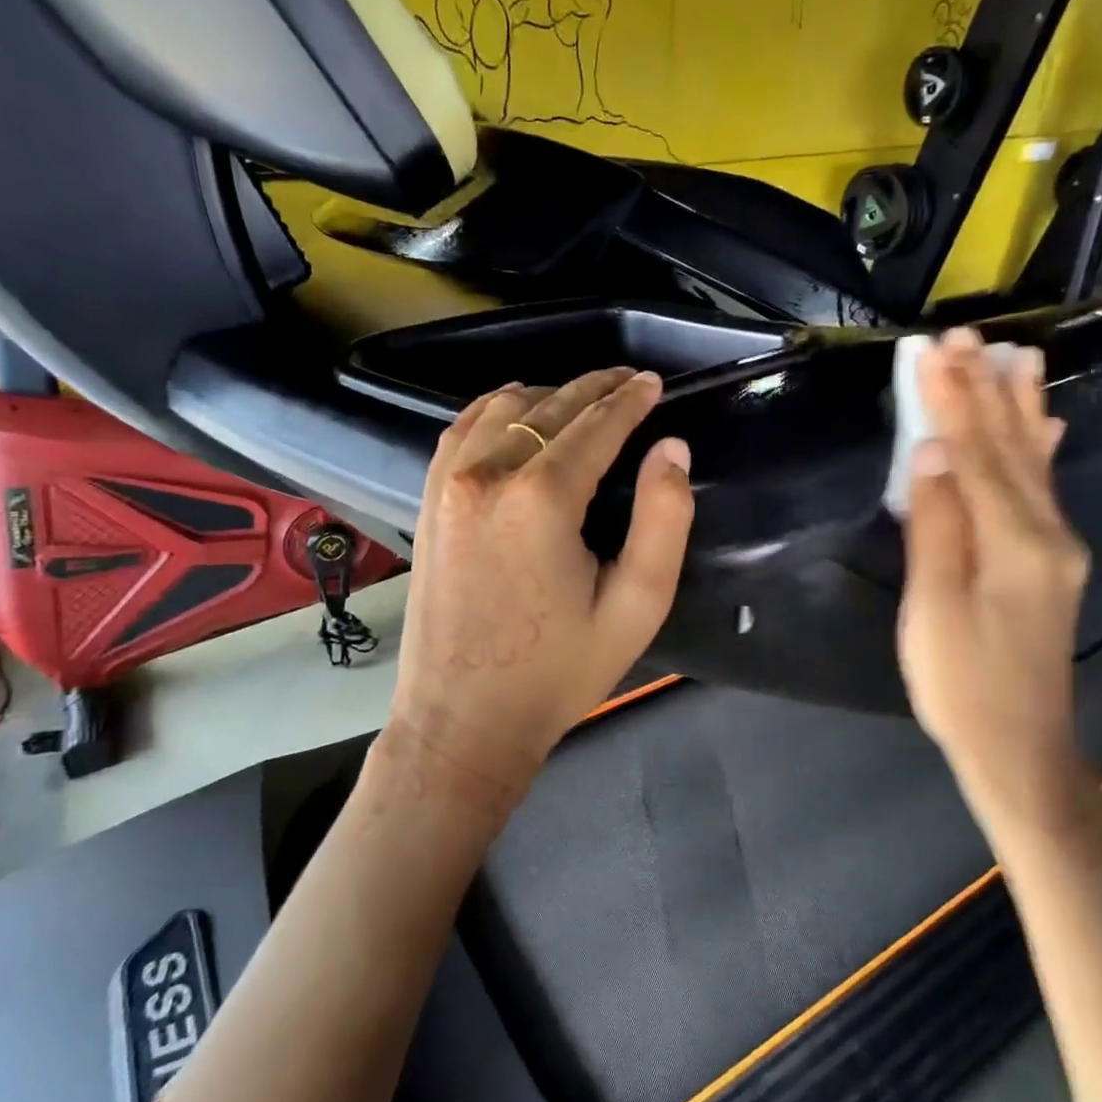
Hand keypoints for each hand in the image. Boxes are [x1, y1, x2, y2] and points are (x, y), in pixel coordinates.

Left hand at [383, 369, 694, 811]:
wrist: (463, 721)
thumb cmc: (558, 672)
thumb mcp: (636, 605)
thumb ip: (662, 519)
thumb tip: (672, 449)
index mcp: (541, 498)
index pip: (595, 425)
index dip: (629, 400)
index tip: (652, 383)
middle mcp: (487, 475)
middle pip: (548, 407)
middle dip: (594, 387)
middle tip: (627, 381)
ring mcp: (447, 485)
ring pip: (500, 408)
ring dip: (546, 395)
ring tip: (581, 398)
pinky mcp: (429, 503)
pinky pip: (462, 431)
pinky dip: (495, 411)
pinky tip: (517, 416)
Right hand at [897, 327, 1091, 819]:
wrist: (1021, 747)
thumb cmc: (962, 684)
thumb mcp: (934, 610)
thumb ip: (936, 528)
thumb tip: (931, 456)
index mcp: (1014, 542)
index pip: (975, 454)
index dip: (951, 401)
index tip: (932, 350)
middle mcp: (1047, 532)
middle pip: (1009, 447)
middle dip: (983, 389)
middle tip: (965, 336)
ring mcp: (1057, 546)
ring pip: (1032, 461)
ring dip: (1017, 406)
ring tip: (1014, 357)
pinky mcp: (1053, 561)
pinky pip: (1043, 486)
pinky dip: (1038, 447)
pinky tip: (1046, 424)